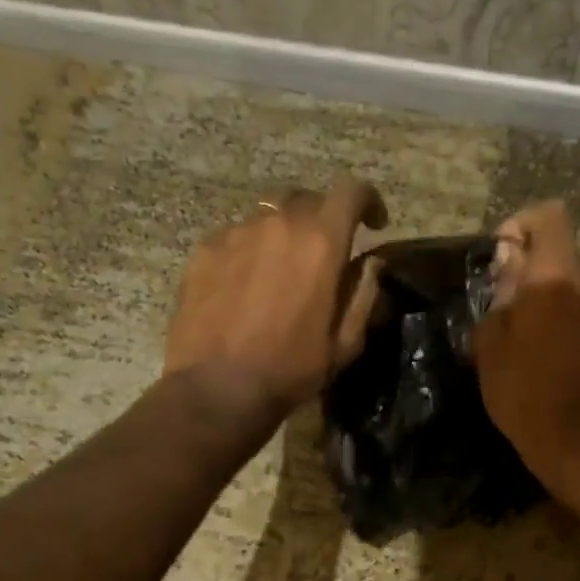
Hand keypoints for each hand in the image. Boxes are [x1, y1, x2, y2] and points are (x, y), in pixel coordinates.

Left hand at [165, 179, 386, 424]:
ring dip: (284, 235)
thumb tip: (373, 263)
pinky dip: (250, 251)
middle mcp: (278, 224)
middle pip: (307, 199)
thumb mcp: (346, 342)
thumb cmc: (292, 369)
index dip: (368, 201)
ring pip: (269, 217)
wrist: (218, 388)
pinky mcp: (205, 250)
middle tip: (326, 252)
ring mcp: (236, 233)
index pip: (351, 193)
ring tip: (281, 271)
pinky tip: (246, 286)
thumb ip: (364, 294)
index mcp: (321, 243)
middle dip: (324, 218)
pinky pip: (236, 237)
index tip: (374, 223)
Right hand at [474, 200, 579, 497]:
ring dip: (546, 296)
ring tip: (521, 333)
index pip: (549, 217)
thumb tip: (509, 268)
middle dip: (529, 268)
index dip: (521, 225)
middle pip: (559, 253)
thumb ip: (500, 297)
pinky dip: (562, 317)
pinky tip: (543, 353)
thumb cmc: (525, 394)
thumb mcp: (491, 346)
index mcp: (556, 278)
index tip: (500, 257)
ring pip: (572, 283)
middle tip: (502, 304)